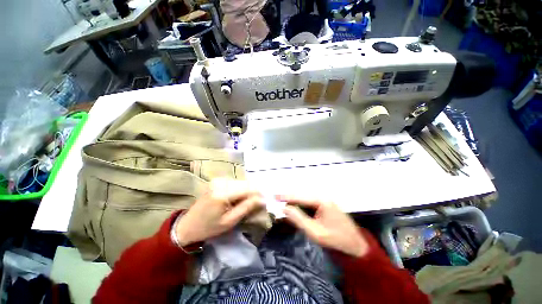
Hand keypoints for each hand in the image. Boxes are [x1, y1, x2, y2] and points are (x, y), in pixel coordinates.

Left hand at [175, 179, 264, 245]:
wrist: (187, 225)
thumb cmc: (209, 227)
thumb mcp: (230, 221)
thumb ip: (247, 207)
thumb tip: (263, 200)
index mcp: (222, 193)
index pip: (247, 188)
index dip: (258, 194)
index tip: (265, 201)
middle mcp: (220, 182)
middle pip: (245, 183)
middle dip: (254, 192)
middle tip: (258, 203)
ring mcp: (218, 180)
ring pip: (241, 182)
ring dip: (247, 191)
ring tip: (249, 202)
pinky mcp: (217, 181)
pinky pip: (235, 183)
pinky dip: (240, 189)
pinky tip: (239, 198)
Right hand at [278, 195, 368, 257]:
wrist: (355, 244)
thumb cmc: (335, 239)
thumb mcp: (314, 232)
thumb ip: (298, 219)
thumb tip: (285, 208)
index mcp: (321, 201)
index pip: (300, 196)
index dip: (286, 196)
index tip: (274, 196)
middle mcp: (322, 196)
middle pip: (302, 195)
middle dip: (289, 198)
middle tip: (276, 200)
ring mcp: (324, 199)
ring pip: (305, 198)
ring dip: (294, 201)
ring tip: (283, 202)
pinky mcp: (325, 204)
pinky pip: (309, 202)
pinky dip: (301, 204)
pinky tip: (295, 207)